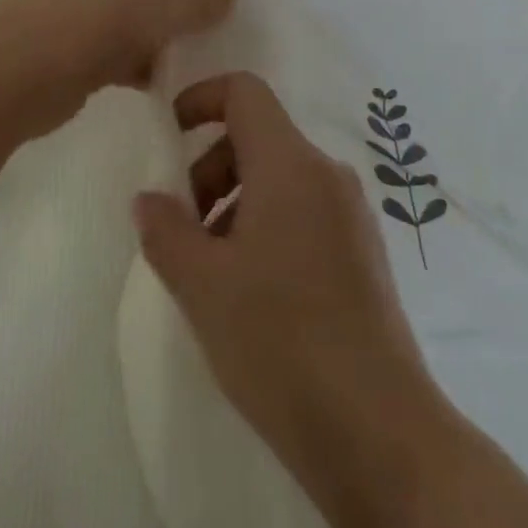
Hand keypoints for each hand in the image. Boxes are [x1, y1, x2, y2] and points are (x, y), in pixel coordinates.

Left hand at [0, 0, 233, 139]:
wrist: (15, 71)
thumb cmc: (96, 18)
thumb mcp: (165, 1)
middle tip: (226, 26)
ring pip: (139, 9)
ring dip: (168, 33)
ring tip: (204, 59)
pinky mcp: (71, 35)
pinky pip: (119, 41)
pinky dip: (141, 59)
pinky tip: (167, 83)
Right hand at [132, 73, 437, 493]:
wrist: (378, 434)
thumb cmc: (280, 341)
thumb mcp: (202, 284)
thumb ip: (165, 229)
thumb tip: (149, 199)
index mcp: (291, 165)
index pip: (245, 92)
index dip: (200, 99)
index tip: (169, 136)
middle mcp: (327, 176)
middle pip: (257, 137)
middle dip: (210, 168)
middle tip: (183, 229)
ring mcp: (351, 217)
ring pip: (278, 179)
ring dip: (233, 204)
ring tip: (211, 270)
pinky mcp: (363, 256)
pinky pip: (302, 213)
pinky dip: (264, 227)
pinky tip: (249, 292)